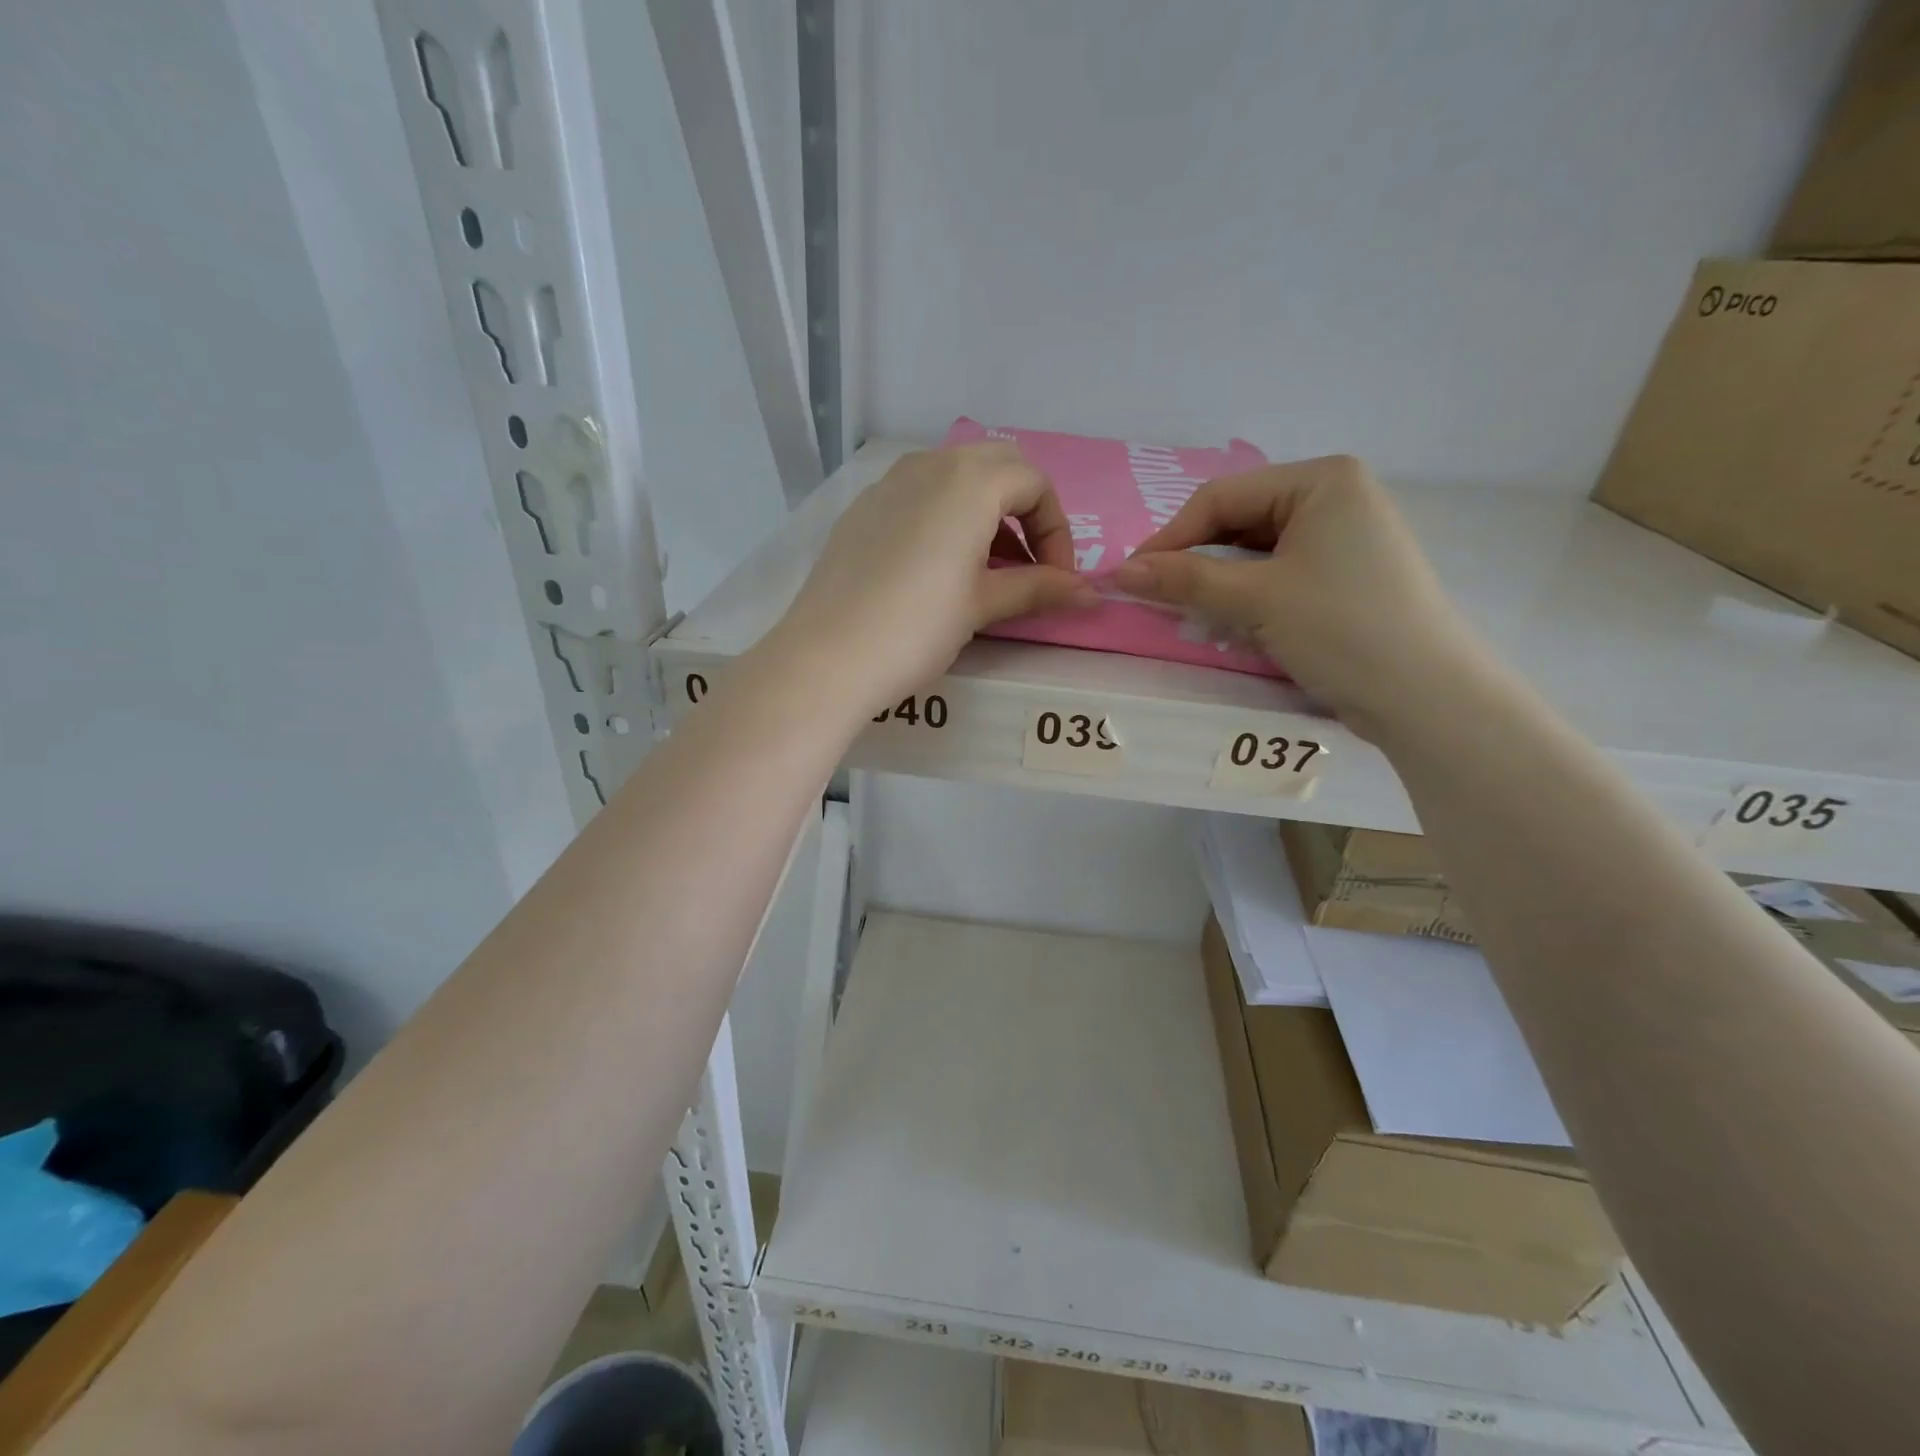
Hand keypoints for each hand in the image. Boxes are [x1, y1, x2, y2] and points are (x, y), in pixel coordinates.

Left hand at [775, 444, 1095, 713]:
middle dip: (1025, 512)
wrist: (827, 657)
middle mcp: (928, 465)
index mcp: (969, 480)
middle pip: (997, 468)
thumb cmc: (918, 628)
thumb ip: (1039, 589)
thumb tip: (1092, 594)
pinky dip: (945, 518)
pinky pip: (918, 497)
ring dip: (985, 514)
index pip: (1034, 484)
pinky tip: (938, 569)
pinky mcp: (861, 511)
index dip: (1057, 532)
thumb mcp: (983, 605)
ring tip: (987, 571)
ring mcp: (888, 485)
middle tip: (1028, 566)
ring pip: (954, 478)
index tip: (1057, 580)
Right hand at [1114, 455, 1483, 733]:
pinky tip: (1232, 620)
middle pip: (1239, 521)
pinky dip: (1249, 593)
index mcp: (1321, 479)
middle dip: (1197, 559)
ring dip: (1219, 580)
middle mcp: (1336, 496)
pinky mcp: (1346, 574)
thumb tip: (1117, 572)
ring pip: (1256, 549)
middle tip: (1159, 596)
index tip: (1131, 577)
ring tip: (1192, 612)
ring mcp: (1345, 536)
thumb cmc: (1341, 630)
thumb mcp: (1256, 600)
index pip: (1222, 498)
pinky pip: (1280, 571)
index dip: (1170, 537)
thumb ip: (1184, 580)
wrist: (1425, 696)